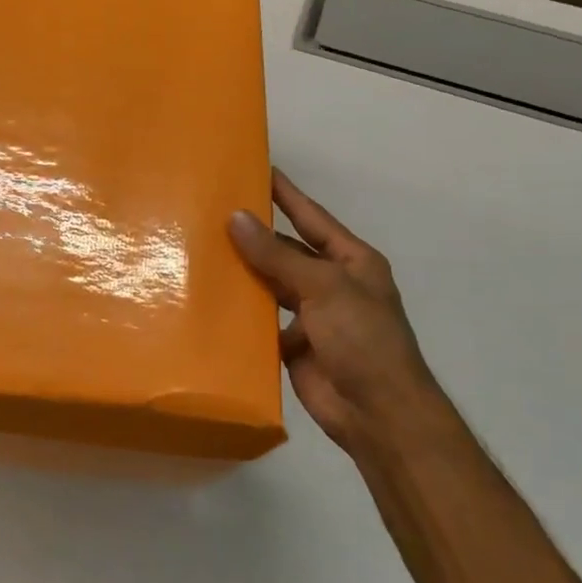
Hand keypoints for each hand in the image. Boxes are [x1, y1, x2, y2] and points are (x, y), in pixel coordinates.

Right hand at [228, 169, 451, 457]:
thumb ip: (277, 255)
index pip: (312, 218)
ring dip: (245, 272)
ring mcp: (313, 316)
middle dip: (256, 235)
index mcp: (351, 261)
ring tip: (204, 250)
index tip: (258, 169)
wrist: (377, 413)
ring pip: (272, 285)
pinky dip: (242, 312)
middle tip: (213, 212)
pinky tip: (213, 298)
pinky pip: (263, 320)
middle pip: (287, 251)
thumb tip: (236, 218)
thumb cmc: (362, 339)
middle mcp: (332, 284)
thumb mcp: (323, 287)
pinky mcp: (294, 345)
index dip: (287, 194)